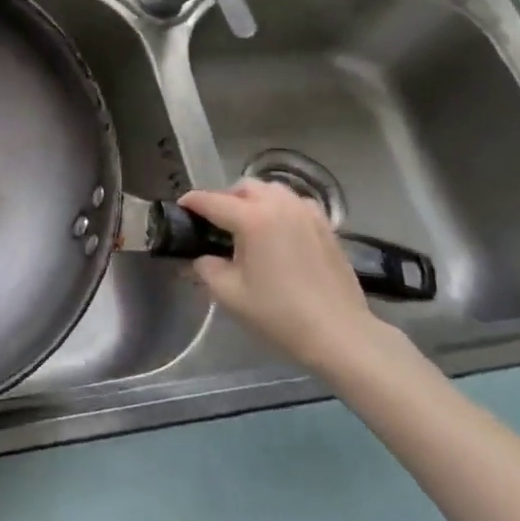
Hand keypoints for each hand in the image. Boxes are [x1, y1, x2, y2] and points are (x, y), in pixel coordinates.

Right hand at [179, 179, 388, 371]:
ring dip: (254, 199)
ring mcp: (306, 212)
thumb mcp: (229, 293)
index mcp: (251, 218)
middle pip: (243, 187)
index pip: (212, 201)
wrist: (338, 333)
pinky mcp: (325, 224)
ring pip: (272, 190)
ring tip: (249, 224)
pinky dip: (280, 208)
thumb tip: (201, 258)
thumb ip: (206, 268)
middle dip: (225, 198)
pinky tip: (280, 230)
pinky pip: (295, 203)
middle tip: (217, 223)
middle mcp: (278, 205)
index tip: (181, 208)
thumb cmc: (279, 313)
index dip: (192, 202)